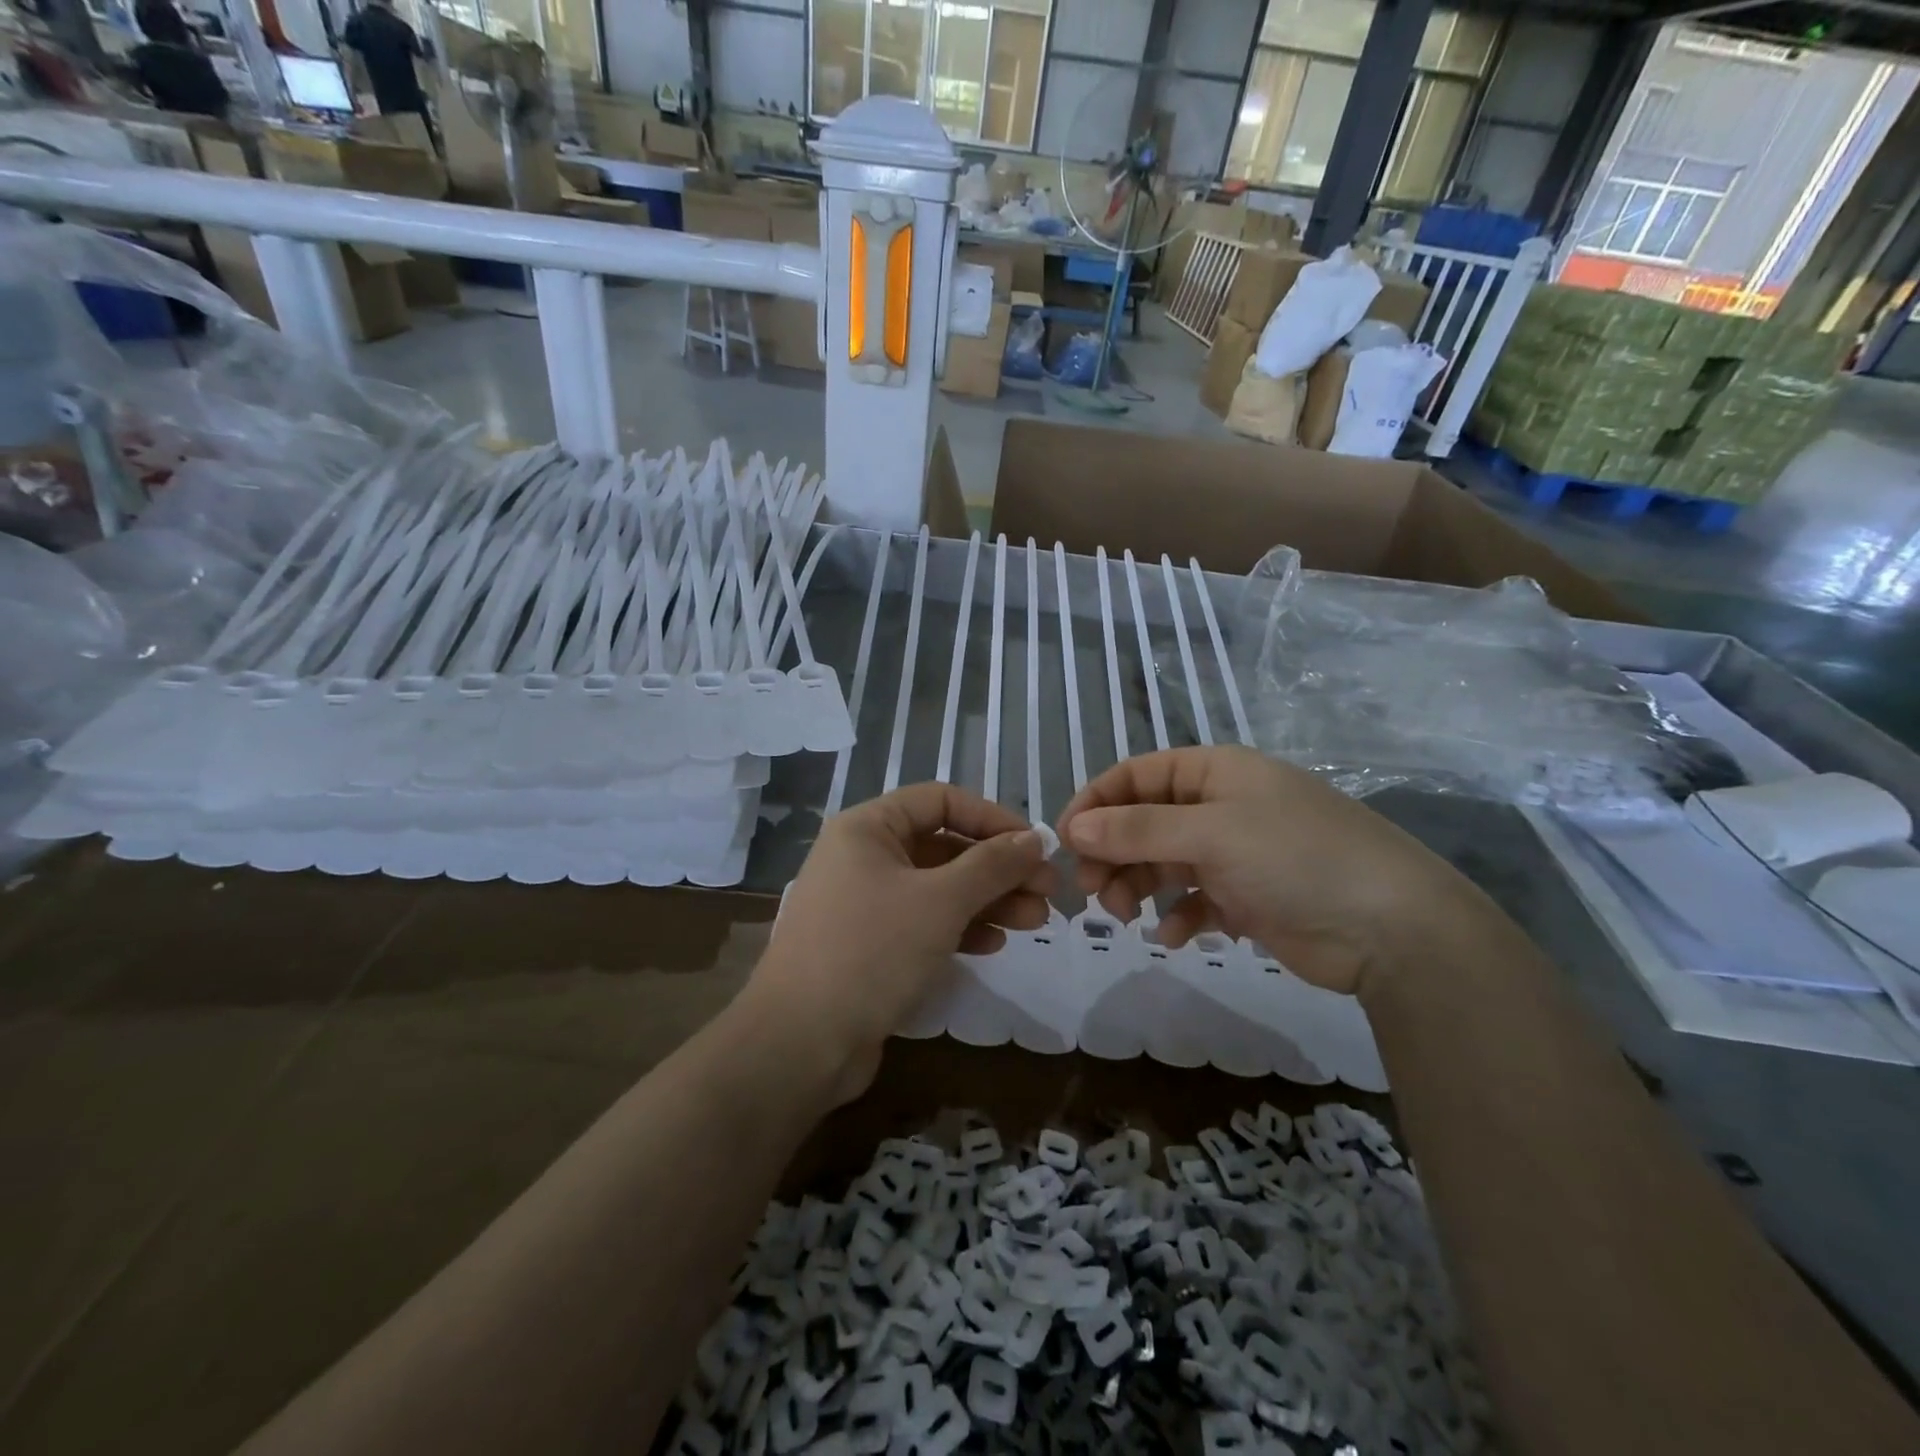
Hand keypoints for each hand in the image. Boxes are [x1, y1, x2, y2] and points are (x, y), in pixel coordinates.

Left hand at [746, 784, 1054, 1100]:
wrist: (801, 1043)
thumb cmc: (872, 951)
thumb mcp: (941, 901)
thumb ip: (992, 864)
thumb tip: (1035, 838)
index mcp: (868, 828)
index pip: (941, 801)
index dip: (992, 818)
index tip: (1035, 846)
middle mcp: (863, 856)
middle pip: (944, 846)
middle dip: (998, 868)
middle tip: (1046, 892)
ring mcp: (865, 902)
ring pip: (938, 887)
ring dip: (988, 900)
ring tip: (1035, 922)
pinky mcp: (870, 944)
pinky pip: (924, 921)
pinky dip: (960, 927)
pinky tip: (994, 944)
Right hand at [1057, 746, 1476, 994]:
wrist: (1392, 929)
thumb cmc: (1295, 858)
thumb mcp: (1210, 834)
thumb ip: (1137, 830)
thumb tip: (1073, 827)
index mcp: (1215, 772)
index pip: (1136, 776)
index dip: (1096, 803)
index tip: (1064, 841)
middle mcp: (1222, 806)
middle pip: (1144, 821)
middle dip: (1112, 852)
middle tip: (1091, 889)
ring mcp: (1235, 852)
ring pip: (1163, 862)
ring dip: (1138, 885)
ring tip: (1126, 914)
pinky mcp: (1248, 897)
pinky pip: (1194, 899)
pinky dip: (1178, 915)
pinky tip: (1174, 935)